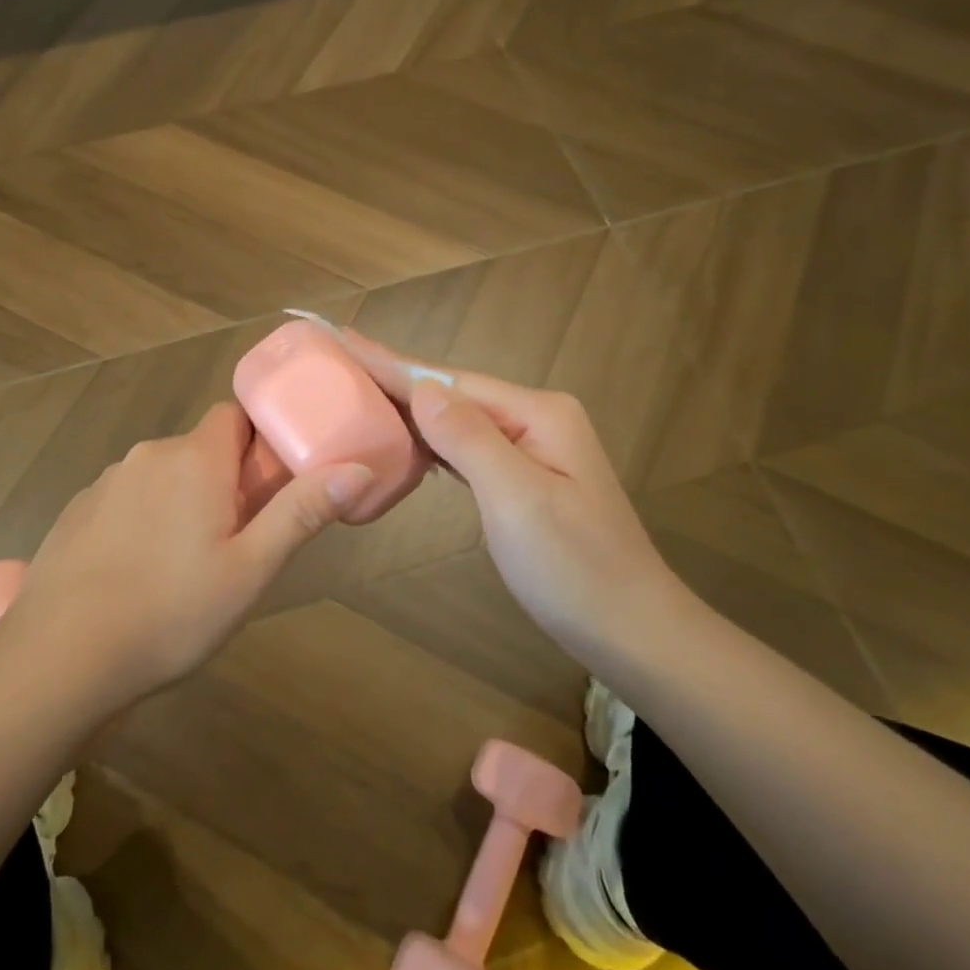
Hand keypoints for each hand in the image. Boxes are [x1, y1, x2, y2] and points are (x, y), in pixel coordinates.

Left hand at [4, 402, 372, 705]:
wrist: (60, 656)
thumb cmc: (170, 612)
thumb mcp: (251, 570)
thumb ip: (302, 513)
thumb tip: (356, 468)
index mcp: (195, 459)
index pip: (234, 417)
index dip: (257, 444)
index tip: (268, 488)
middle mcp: (148, 455)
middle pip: (200, 449)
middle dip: (223, 480)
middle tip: (235, 541)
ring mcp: (106, 482)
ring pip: (162, 476)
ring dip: (182, 501)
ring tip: (185, 567)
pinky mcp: (77, 511)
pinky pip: (126, 499)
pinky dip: (142, 520)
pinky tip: (137, 574)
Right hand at [341, 331, 690, 661]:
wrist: (632, 630)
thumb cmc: (573, 568)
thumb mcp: (517, 499)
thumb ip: (468, 439)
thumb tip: (421, 389)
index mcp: (536, 413)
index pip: (449, 382)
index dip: (391, 363)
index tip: (341, 339)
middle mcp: (534, 419)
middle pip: (452, 393)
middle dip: (394, 378)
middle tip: (337, 362)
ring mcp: (531, 449)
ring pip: (456, 419)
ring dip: (407, 407)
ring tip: (358, 391)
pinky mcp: (524, 478)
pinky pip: (465, 447)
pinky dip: (429, 441)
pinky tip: (404, 438)